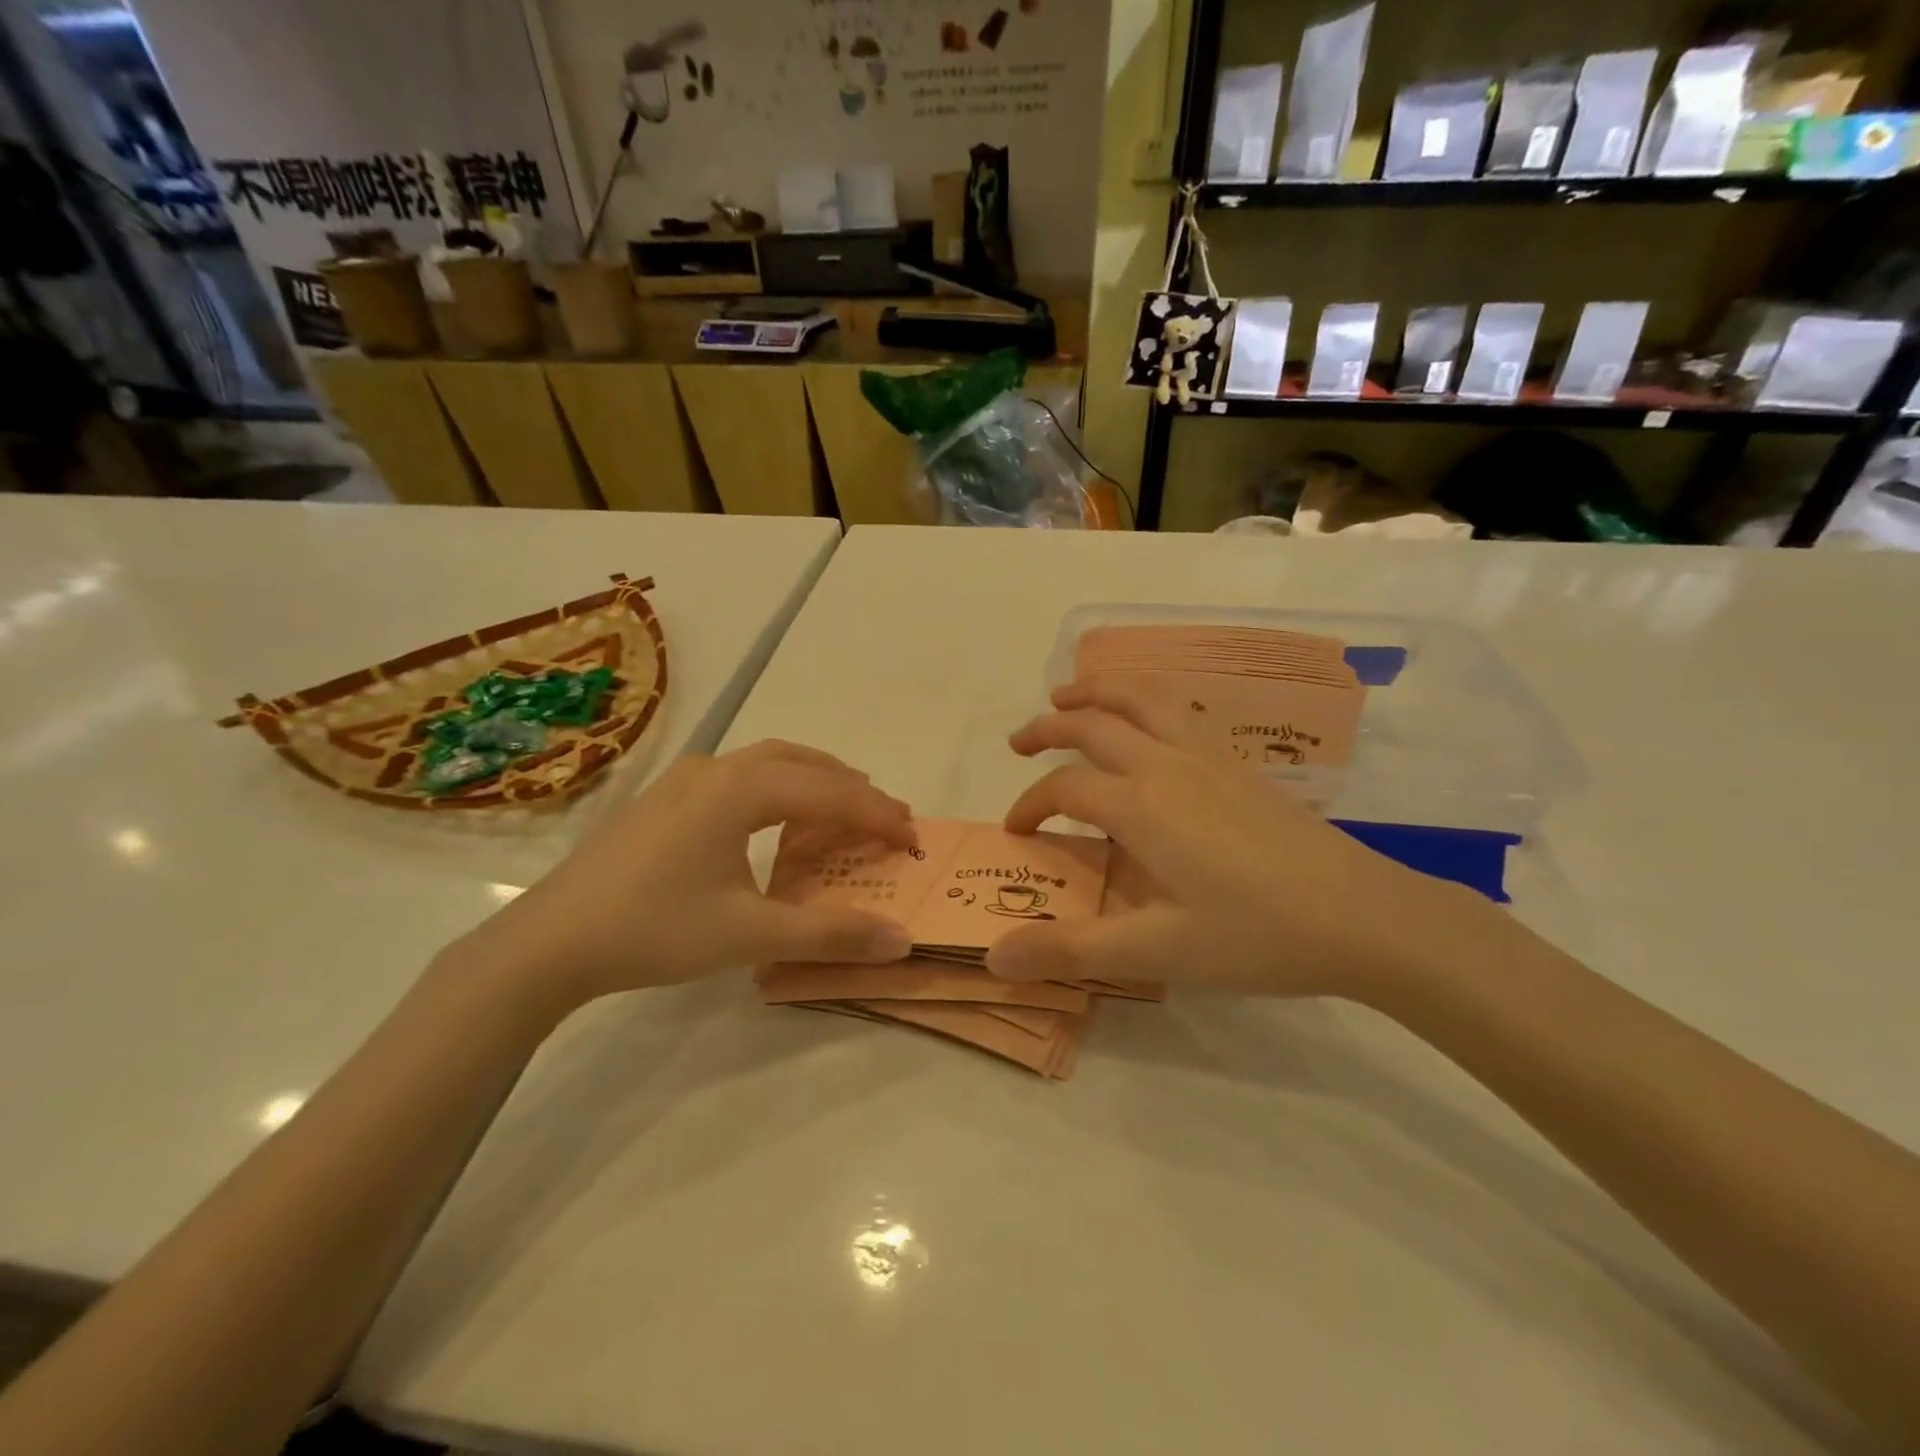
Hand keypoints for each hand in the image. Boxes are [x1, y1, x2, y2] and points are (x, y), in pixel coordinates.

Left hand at [447, 741, 916, 1014]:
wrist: (548, 942)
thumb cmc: (653, 929)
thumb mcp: (749, 936)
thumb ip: (830, 934)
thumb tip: (901, 941)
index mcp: (740, 789)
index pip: (832, 793)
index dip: (879, 816)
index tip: (914, 841)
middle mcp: (716, 769)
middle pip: (804, 764)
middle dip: (852, 789)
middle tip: (888, 820)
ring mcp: (685, 780)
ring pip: (769, 762)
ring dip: (815, 781)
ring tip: (845, 809)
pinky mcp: (665, 799)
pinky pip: (740, 776)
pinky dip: (779, 788)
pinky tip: (775, 819)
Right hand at [989, 677, 1495, 998]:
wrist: (1363, 916)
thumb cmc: (1255, 934)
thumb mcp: (1156, 951)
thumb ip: (1071, 950)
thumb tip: (994, 957)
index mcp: (1140, 805)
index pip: (1064, 787)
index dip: (1030, 805)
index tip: (1016, 832)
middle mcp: (1167, 765)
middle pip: (1094, 723)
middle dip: (1048, 726)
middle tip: (1018, 741)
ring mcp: (1208, 757)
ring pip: (1142, 697)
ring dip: (1097, 690)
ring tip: (1070, 694)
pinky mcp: (1239, 765)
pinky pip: (1178, 711)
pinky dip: (1143, 700)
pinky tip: (1148, 726)